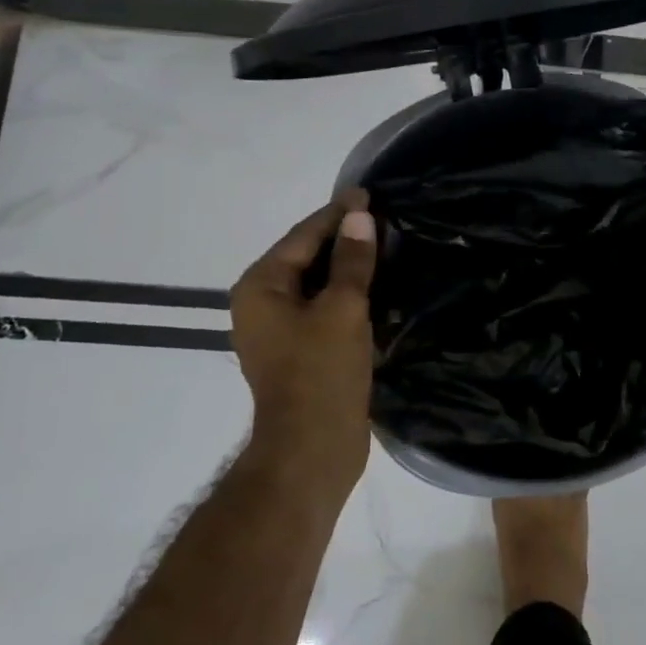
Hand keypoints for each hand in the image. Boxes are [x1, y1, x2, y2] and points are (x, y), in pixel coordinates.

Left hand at [231, 191, 379, 495]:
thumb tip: (359, 215)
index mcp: (261, 286)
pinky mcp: (300, 351)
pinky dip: (347, 294)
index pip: (303, 236)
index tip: (368, 193)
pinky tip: (376, 286)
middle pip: (306, 257)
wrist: (312, 451)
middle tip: (382, 217)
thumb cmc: (321, 373)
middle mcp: (263, 303)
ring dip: (348, 267)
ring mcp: (280, 330)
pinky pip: (324, 309)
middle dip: (343, 238)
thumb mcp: (343, 309)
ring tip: (384, 245)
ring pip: (317, 284)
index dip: (337, 213)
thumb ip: (352, 260)